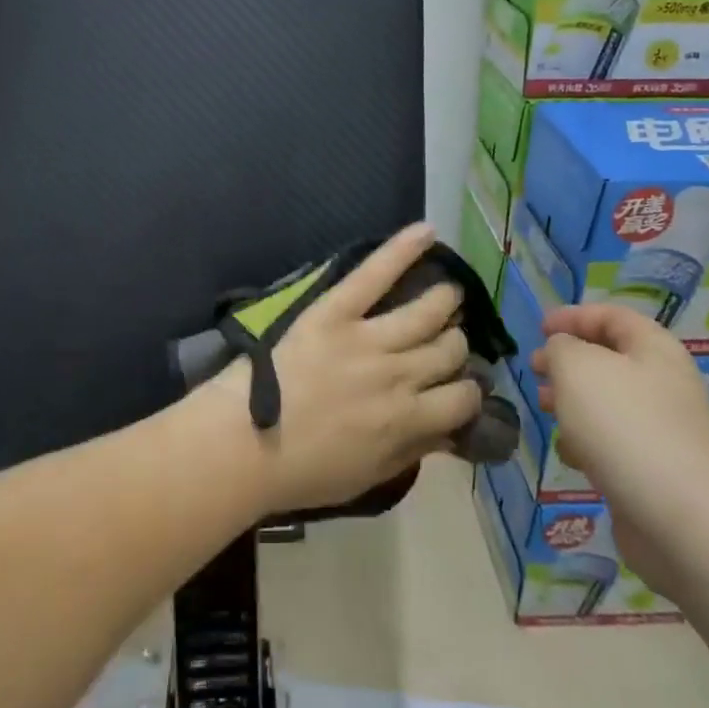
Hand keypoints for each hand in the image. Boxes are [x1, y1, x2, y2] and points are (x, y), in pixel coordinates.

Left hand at [207, 223, 480, 516]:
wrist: (242, 445)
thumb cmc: (302, 470)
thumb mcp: (369, 475)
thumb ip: (412, 451)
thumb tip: (447, 431)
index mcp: (408, 419)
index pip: (463, 397)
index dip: (466, 392)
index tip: (455, 389)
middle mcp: (398, 374)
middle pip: (449, 349)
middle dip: (454, 346)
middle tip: (442, 343)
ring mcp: (367, 338)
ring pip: (428, 310)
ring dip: (444, 301)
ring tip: (446, 296)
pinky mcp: (334, 311)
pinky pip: (374, 274)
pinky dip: (402, 249)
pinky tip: (426, 232)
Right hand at [531, 304, 708, 588]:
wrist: (679, 516)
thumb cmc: (623, 425)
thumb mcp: (577, 367)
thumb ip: (561, 347)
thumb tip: (561, 352)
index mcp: (653, 349)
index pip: (612, 316)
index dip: (574, 315)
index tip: (539, 329)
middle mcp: (662, 383)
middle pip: (609, 358)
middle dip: (567, 361)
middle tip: (536, 370)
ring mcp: (660, 428)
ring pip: (606, 402)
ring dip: (572, 401)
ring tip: (544, 408)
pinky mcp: (652, 467)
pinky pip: (611, 442)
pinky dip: (586, 441)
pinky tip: (570, 455)